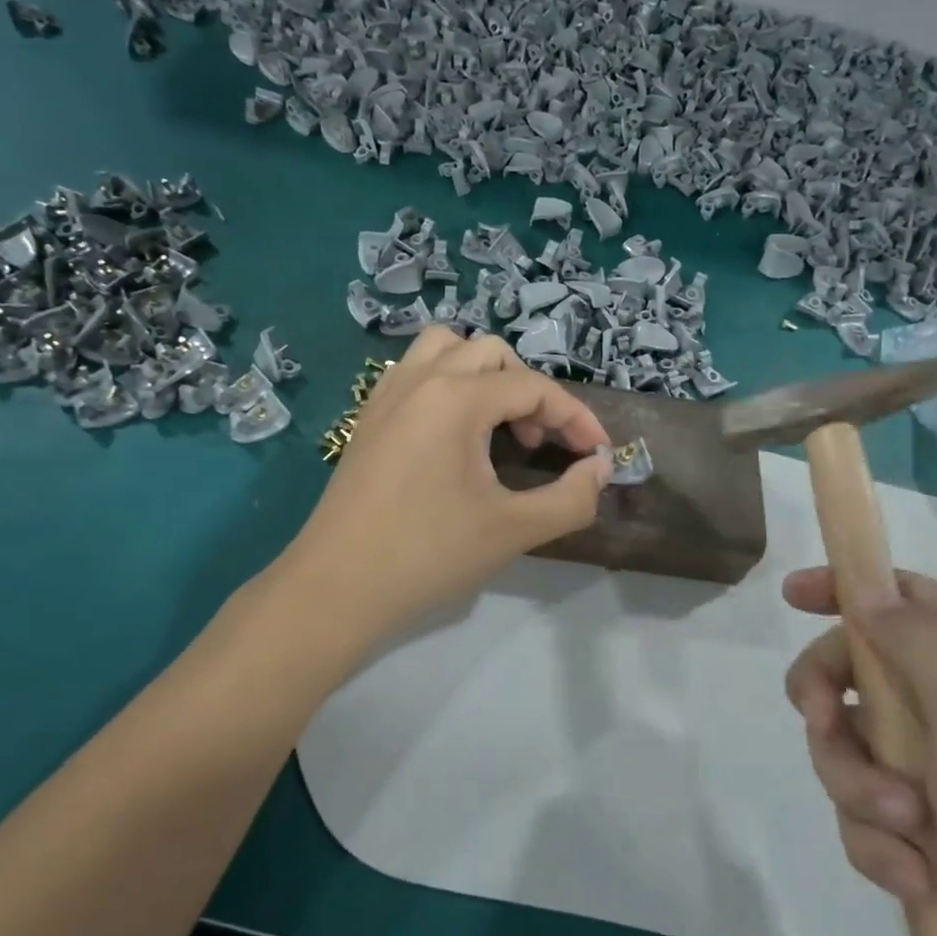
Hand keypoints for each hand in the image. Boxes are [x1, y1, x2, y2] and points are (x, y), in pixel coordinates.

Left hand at [280, 329, 612, 644]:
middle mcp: (420, 379)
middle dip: (529, 390)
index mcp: (456, 397)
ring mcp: (388, 393)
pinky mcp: (368, 415)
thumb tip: (600, 468)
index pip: (534, 388)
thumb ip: (571, 497)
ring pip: (446, 348)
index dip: (575, 418)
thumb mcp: (513, 530)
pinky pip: (415, 370)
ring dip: (484, 373)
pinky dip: (447, 381)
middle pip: (492, 353)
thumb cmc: (428, 555)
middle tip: (538, 442)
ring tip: (497, 422)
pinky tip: (453, 431)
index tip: (597, 454)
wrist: (336, 587)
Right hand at [782, 568, 936, 935]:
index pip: (906, 597)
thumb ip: (915, 641)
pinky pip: (866, 814)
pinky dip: (878, 843)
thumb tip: (867, 585)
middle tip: (820, 722)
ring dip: (858, 786)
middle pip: (860, 670)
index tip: (791, 598)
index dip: (848, 588)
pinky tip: (915, 877)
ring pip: (852, 747)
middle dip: (830, 698)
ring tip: (904, 829)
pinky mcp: (928, 835)